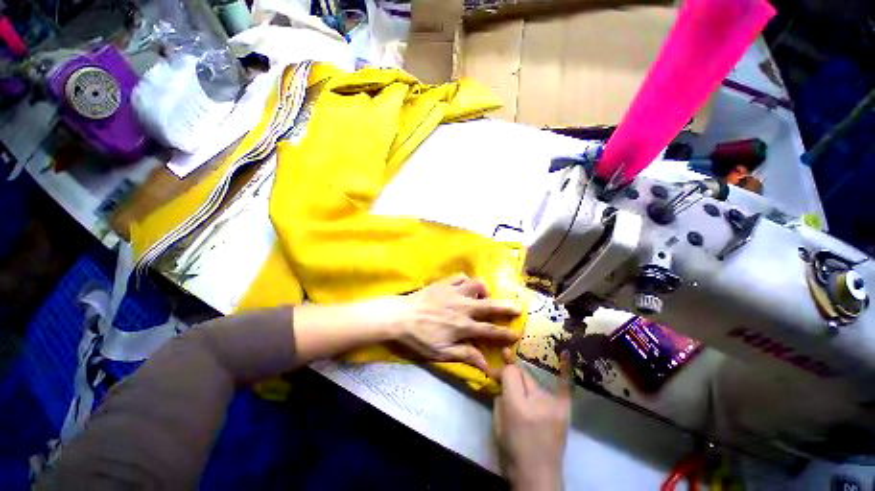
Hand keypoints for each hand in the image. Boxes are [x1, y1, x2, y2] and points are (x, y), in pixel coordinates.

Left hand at [390, 274, 521, 377]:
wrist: (400, 316)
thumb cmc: (419, 337)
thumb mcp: (441, 353)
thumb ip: (465, 355)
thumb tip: (486, 363)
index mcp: (463, 326)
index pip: (490, 331)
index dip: (505, 333)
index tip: (517, 334)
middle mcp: (463, 307)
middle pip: (489, 305)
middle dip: (506, 307)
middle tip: (518, 307)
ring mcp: (454, 292)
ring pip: (476, 284)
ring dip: (484, 289)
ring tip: (484, 294)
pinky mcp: (444, 283)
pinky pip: (460, 276)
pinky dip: (466, 280)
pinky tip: (465, 285)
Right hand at [494, 350, 571, 490]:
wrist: (539, 477)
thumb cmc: (512, 450)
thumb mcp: (498, 422)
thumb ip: (499, 395)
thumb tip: (502, 377)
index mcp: (517, 405)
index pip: (510, 372)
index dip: (500, 369)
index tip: (493, 372)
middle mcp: (538, 401)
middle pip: (523, 373)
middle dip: (512, 371)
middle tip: (503, 373)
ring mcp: (554, 405)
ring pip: (535, 380)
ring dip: (526, 380)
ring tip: (520, 385)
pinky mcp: (565, 411)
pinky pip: (564, 387)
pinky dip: (565, 370)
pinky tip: (567, 353)